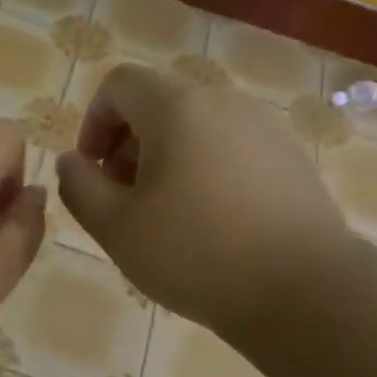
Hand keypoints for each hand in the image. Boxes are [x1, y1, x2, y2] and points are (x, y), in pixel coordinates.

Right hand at [55, 63, 349, 333]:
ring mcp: (264, 128)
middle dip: (128, 142)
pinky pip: (231, 146)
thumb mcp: (115, 226)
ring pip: (196, 125)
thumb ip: (78, 185)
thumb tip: (72, 162)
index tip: (93, 171)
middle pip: (159, 101)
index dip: (94, 122)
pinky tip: (211, 221)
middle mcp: (223, 102)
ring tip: (165, 212)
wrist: (305, 291)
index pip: (120, 84)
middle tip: (123, 196)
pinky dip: (205, 167)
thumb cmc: (195, 253)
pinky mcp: (291, 158)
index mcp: (177, 107)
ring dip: (166, 156)